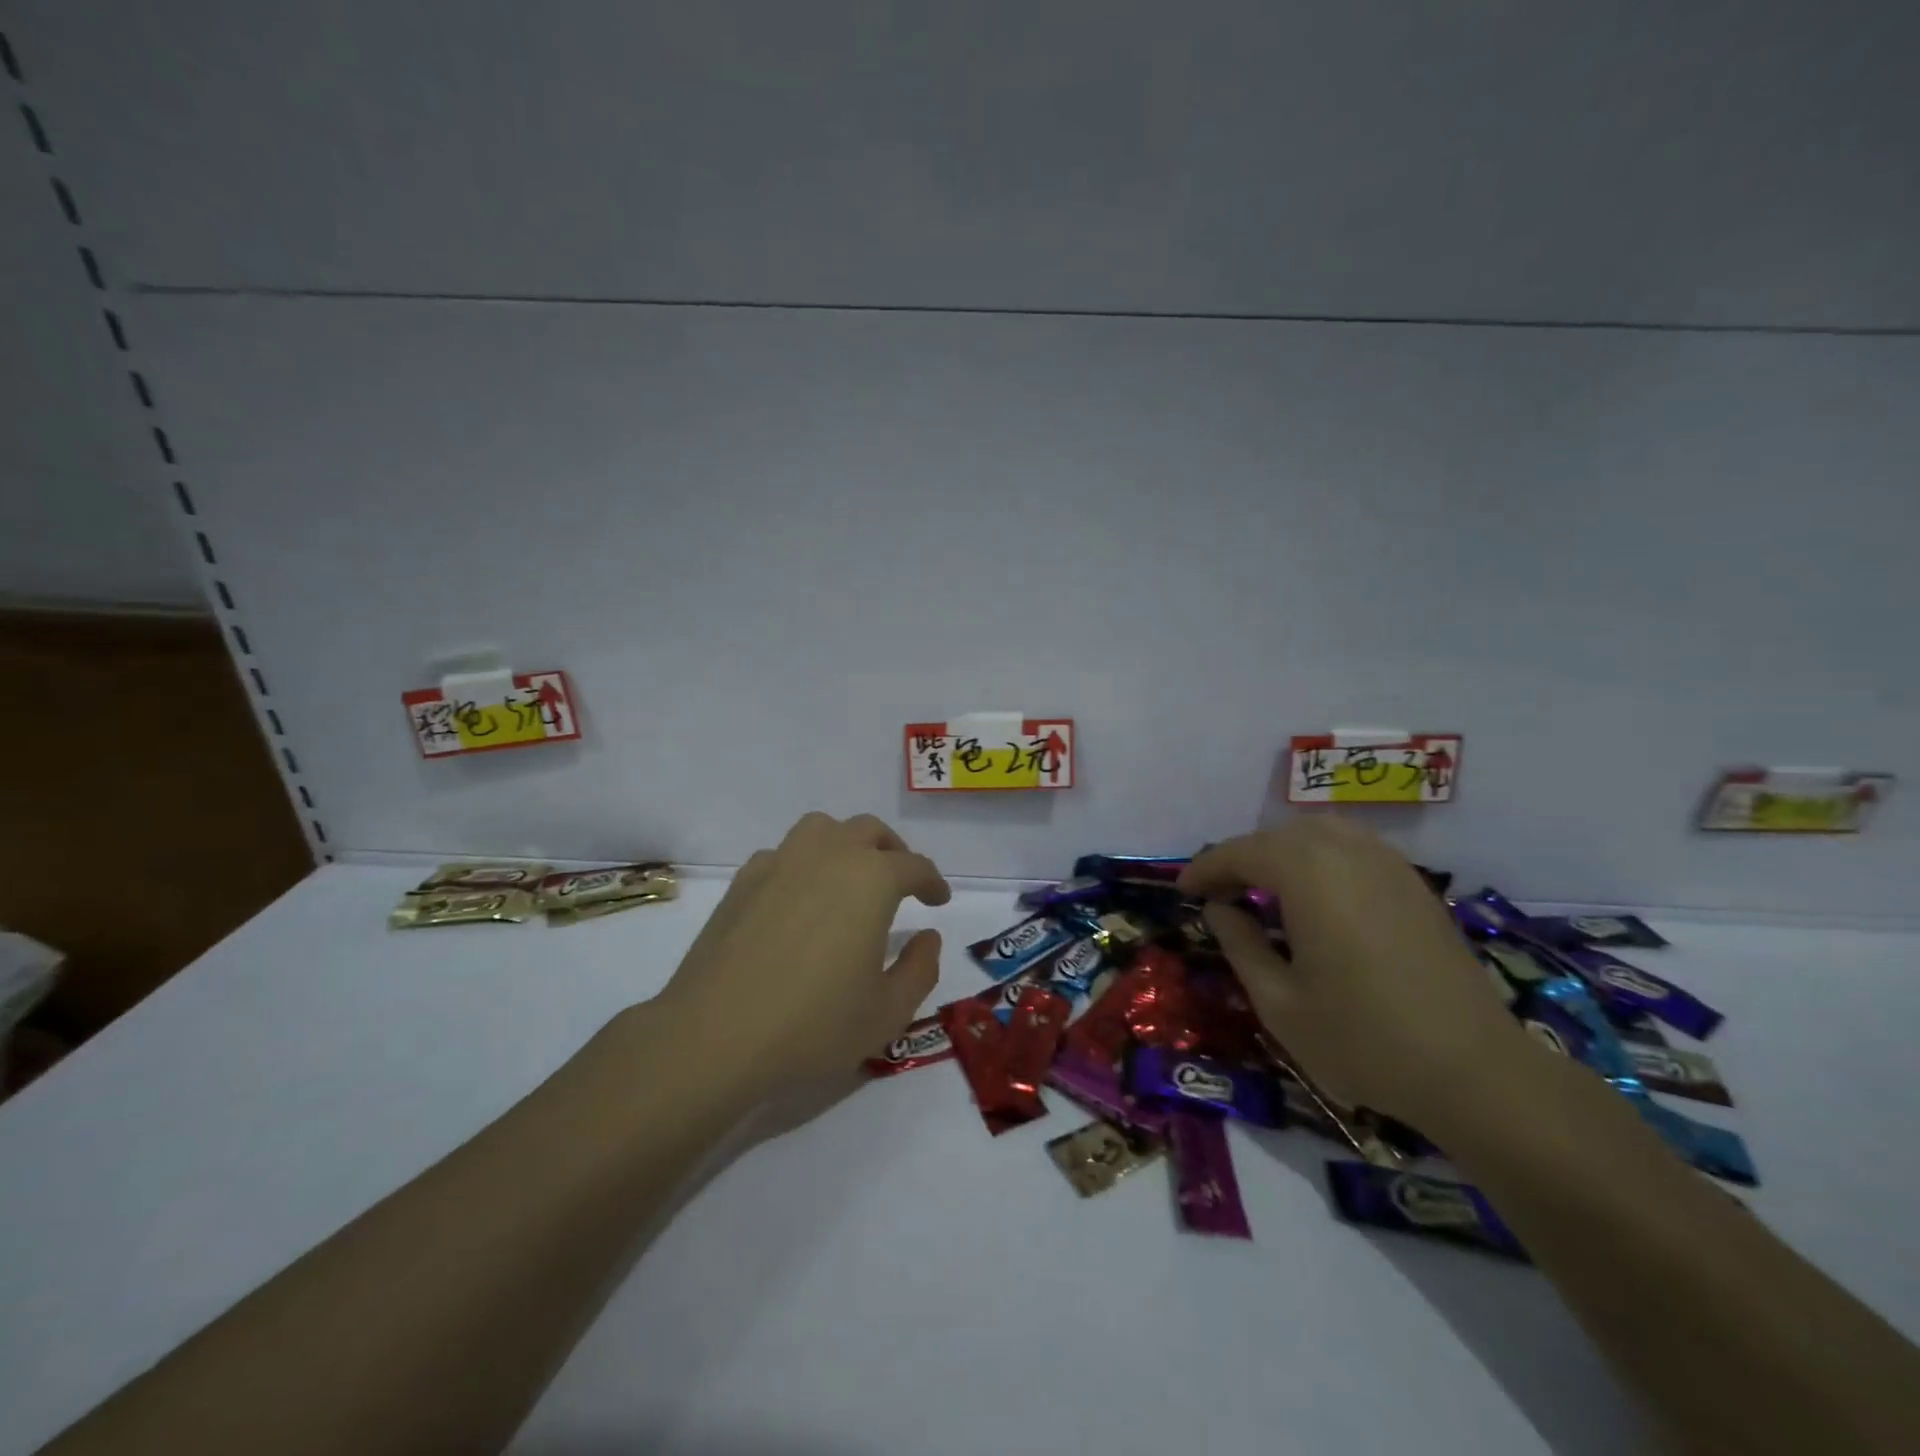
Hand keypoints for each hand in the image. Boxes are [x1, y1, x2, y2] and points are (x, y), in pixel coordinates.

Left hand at [653, 812, 951, 1099]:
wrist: (716, 1034)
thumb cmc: (814, 1024)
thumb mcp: (888, 1012)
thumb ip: (921, 969)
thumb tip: (928, 937)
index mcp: (872, 879)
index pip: (914, 866)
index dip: (932, 882)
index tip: (938, 900)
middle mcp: (829, 855)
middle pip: (869, 831)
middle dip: (892, 852)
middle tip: (900, 881)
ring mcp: (781, 861)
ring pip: (823, 829)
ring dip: (846, 843)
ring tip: (849, 876)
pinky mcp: (744, 880)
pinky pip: (784, 853)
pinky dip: (803, 863)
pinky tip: (799, 897)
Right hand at [1177, 818, 1527, 1124]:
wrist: (1475, 1072)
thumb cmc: (1363, 1039)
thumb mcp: (1278, 1001)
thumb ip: (1240, 943)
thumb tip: (1219, 908)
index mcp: (1307, 873)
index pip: (1239, 853)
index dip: (1205, 869)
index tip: (1182, 892)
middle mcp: (1346, 852)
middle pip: (1277, 837)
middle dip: (1241, 859)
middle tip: (1218, 894)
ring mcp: (1387, 864)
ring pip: (1317, 835)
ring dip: (1280, 854)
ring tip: (1262, 891)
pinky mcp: (1414, 884)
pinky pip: (1352, 849)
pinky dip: (1319, 859)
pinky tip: (1315, 897)